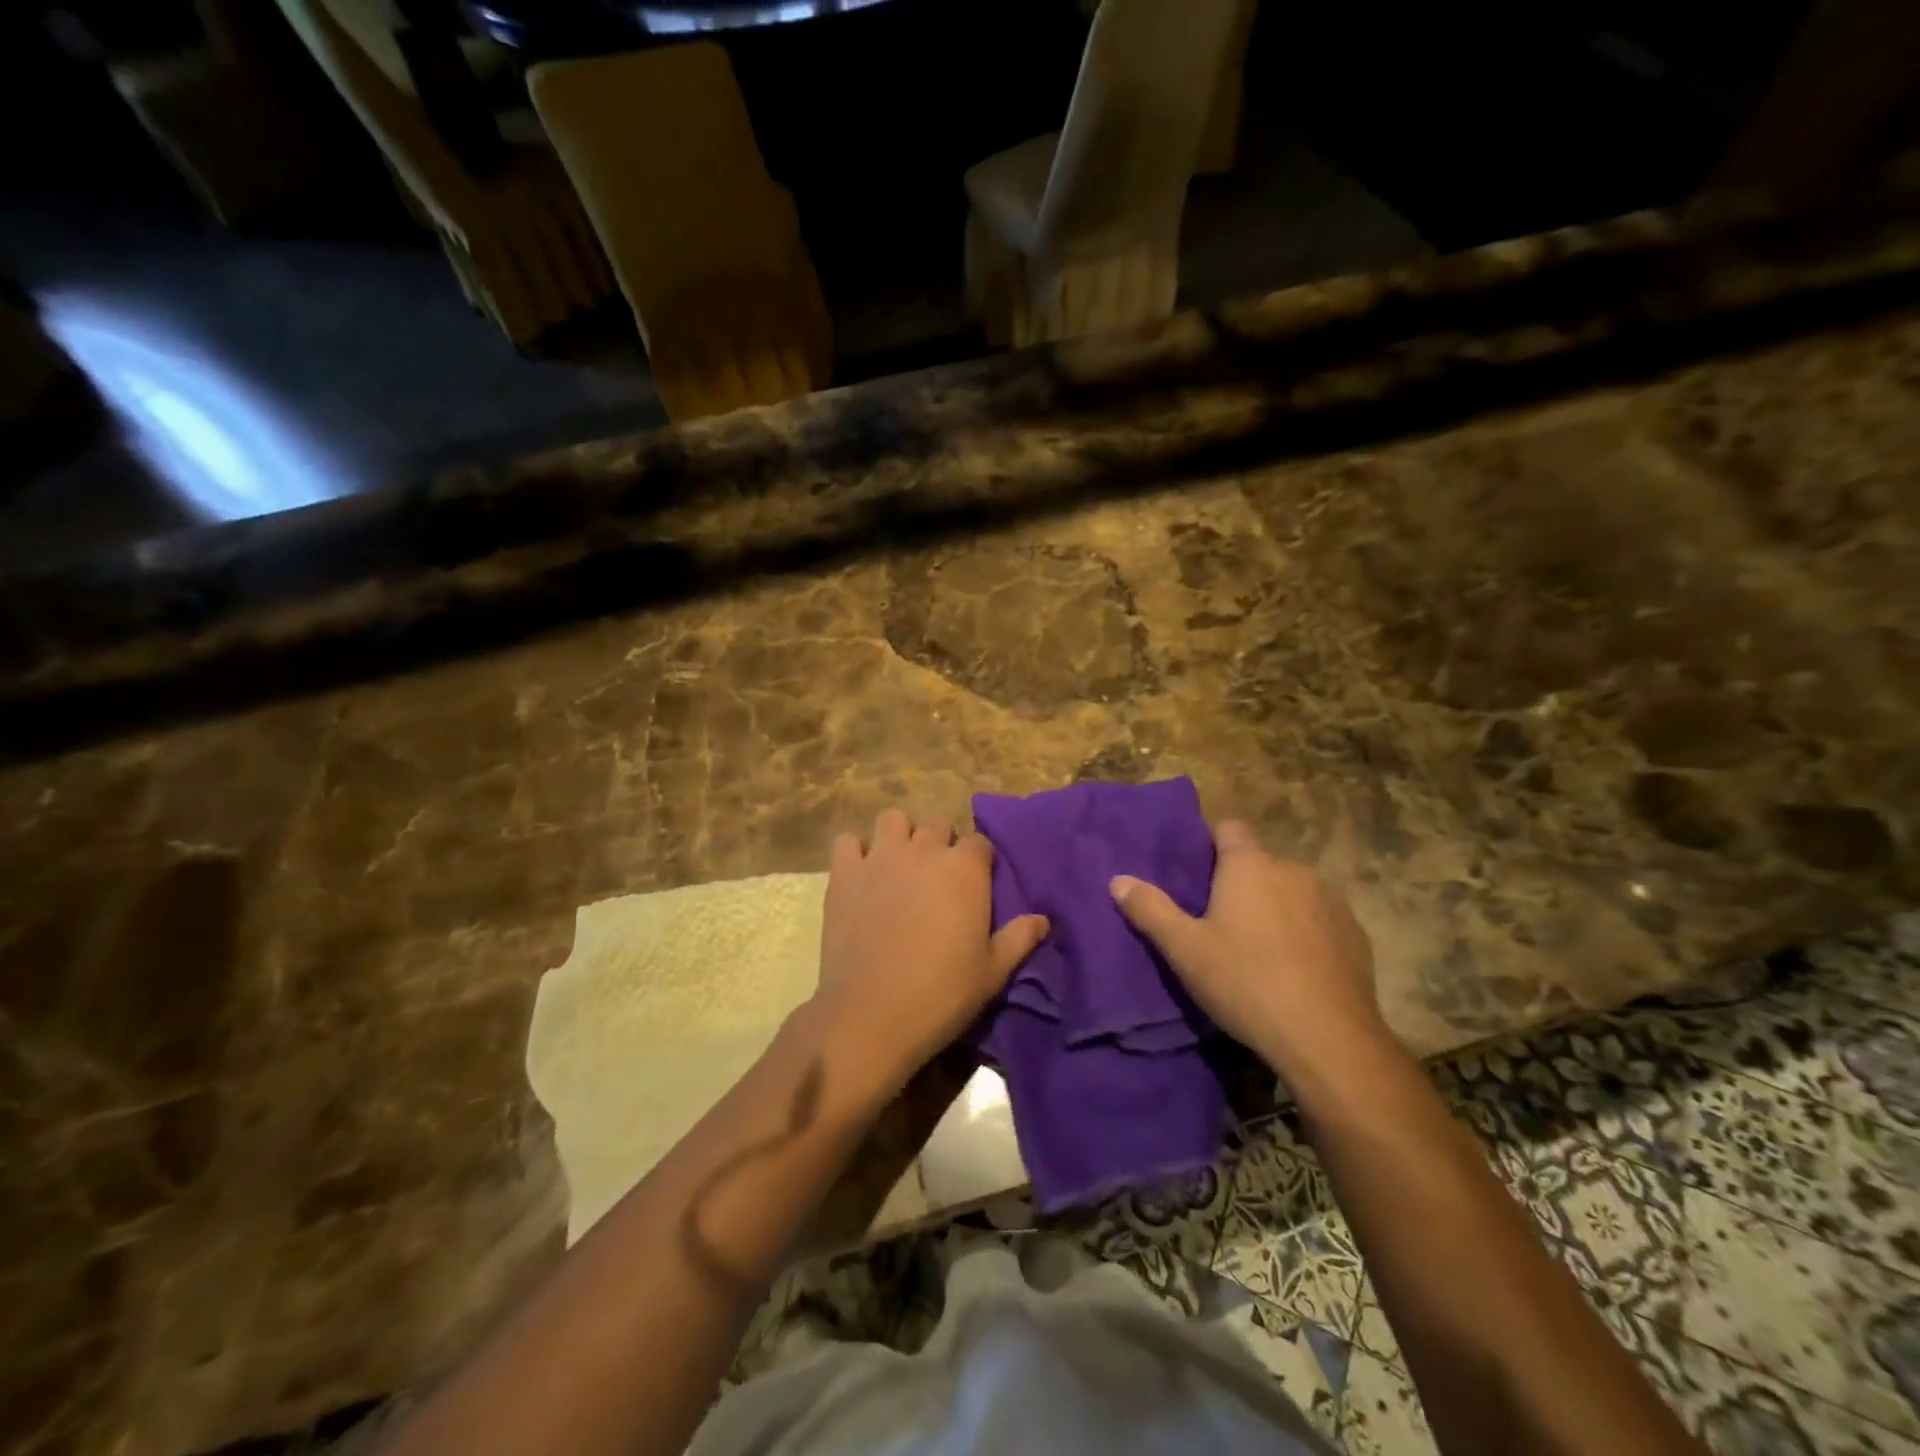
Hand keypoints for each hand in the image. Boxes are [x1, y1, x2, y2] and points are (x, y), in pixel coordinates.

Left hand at [815, 808, 1048, 1095]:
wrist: (872, 1014)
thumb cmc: (942, 993)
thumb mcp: (993, 972)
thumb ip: (1019, 938)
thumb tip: (1044, 920)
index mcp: (965, 869)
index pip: (979, 842)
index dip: (978, 862)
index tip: (973, 888)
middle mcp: (924, 850)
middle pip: (937, 825)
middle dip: (940, 846)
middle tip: (936, 882)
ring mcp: (880, 857)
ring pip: (893, 820)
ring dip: (900, 836)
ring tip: (899, 867)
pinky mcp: (844, 872)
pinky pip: (846, 840)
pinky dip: (855, 852)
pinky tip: (861, 875)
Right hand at [1109, 821, 1384, 1072]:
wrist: (1328, 1038)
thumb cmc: (1245, 982)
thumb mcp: (1184, 950)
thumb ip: (1150, 909)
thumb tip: (1118, 880)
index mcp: (1249, 865)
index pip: (1230, 828)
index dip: (1212, 844)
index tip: (1198, 873)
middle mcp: (1293, 870)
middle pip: (1260, 862)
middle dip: (1241, 881)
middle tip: (1219, 919)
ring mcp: (1331, 901)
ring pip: (1292, 890)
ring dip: (1275, 906)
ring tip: (1258, 946)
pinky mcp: (1356, 934)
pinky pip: (1320, 919)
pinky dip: (1306, 932)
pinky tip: (1295, 968)